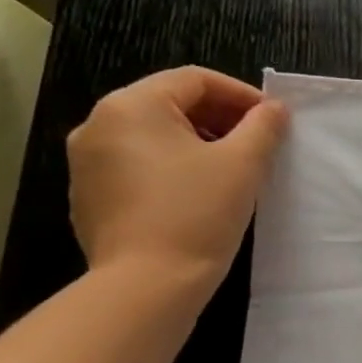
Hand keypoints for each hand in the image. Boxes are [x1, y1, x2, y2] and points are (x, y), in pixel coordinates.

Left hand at [67, 67, 288, 295]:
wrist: (147, 283)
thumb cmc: (198, 212)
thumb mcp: (244, 163)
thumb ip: (263, 126)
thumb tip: (274, 109)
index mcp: (132, 107)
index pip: (194, 80)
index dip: (241, 93)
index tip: (273, 118)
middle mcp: (98, 124)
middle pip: (170, 103)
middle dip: (220, 117)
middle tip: (258, 141)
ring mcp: (87, 162)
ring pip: (154, 134)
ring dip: (198, 141)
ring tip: (234, 168)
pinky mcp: (90, 194)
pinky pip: (138, 163)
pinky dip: (173, 165)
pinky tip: (201, 193)